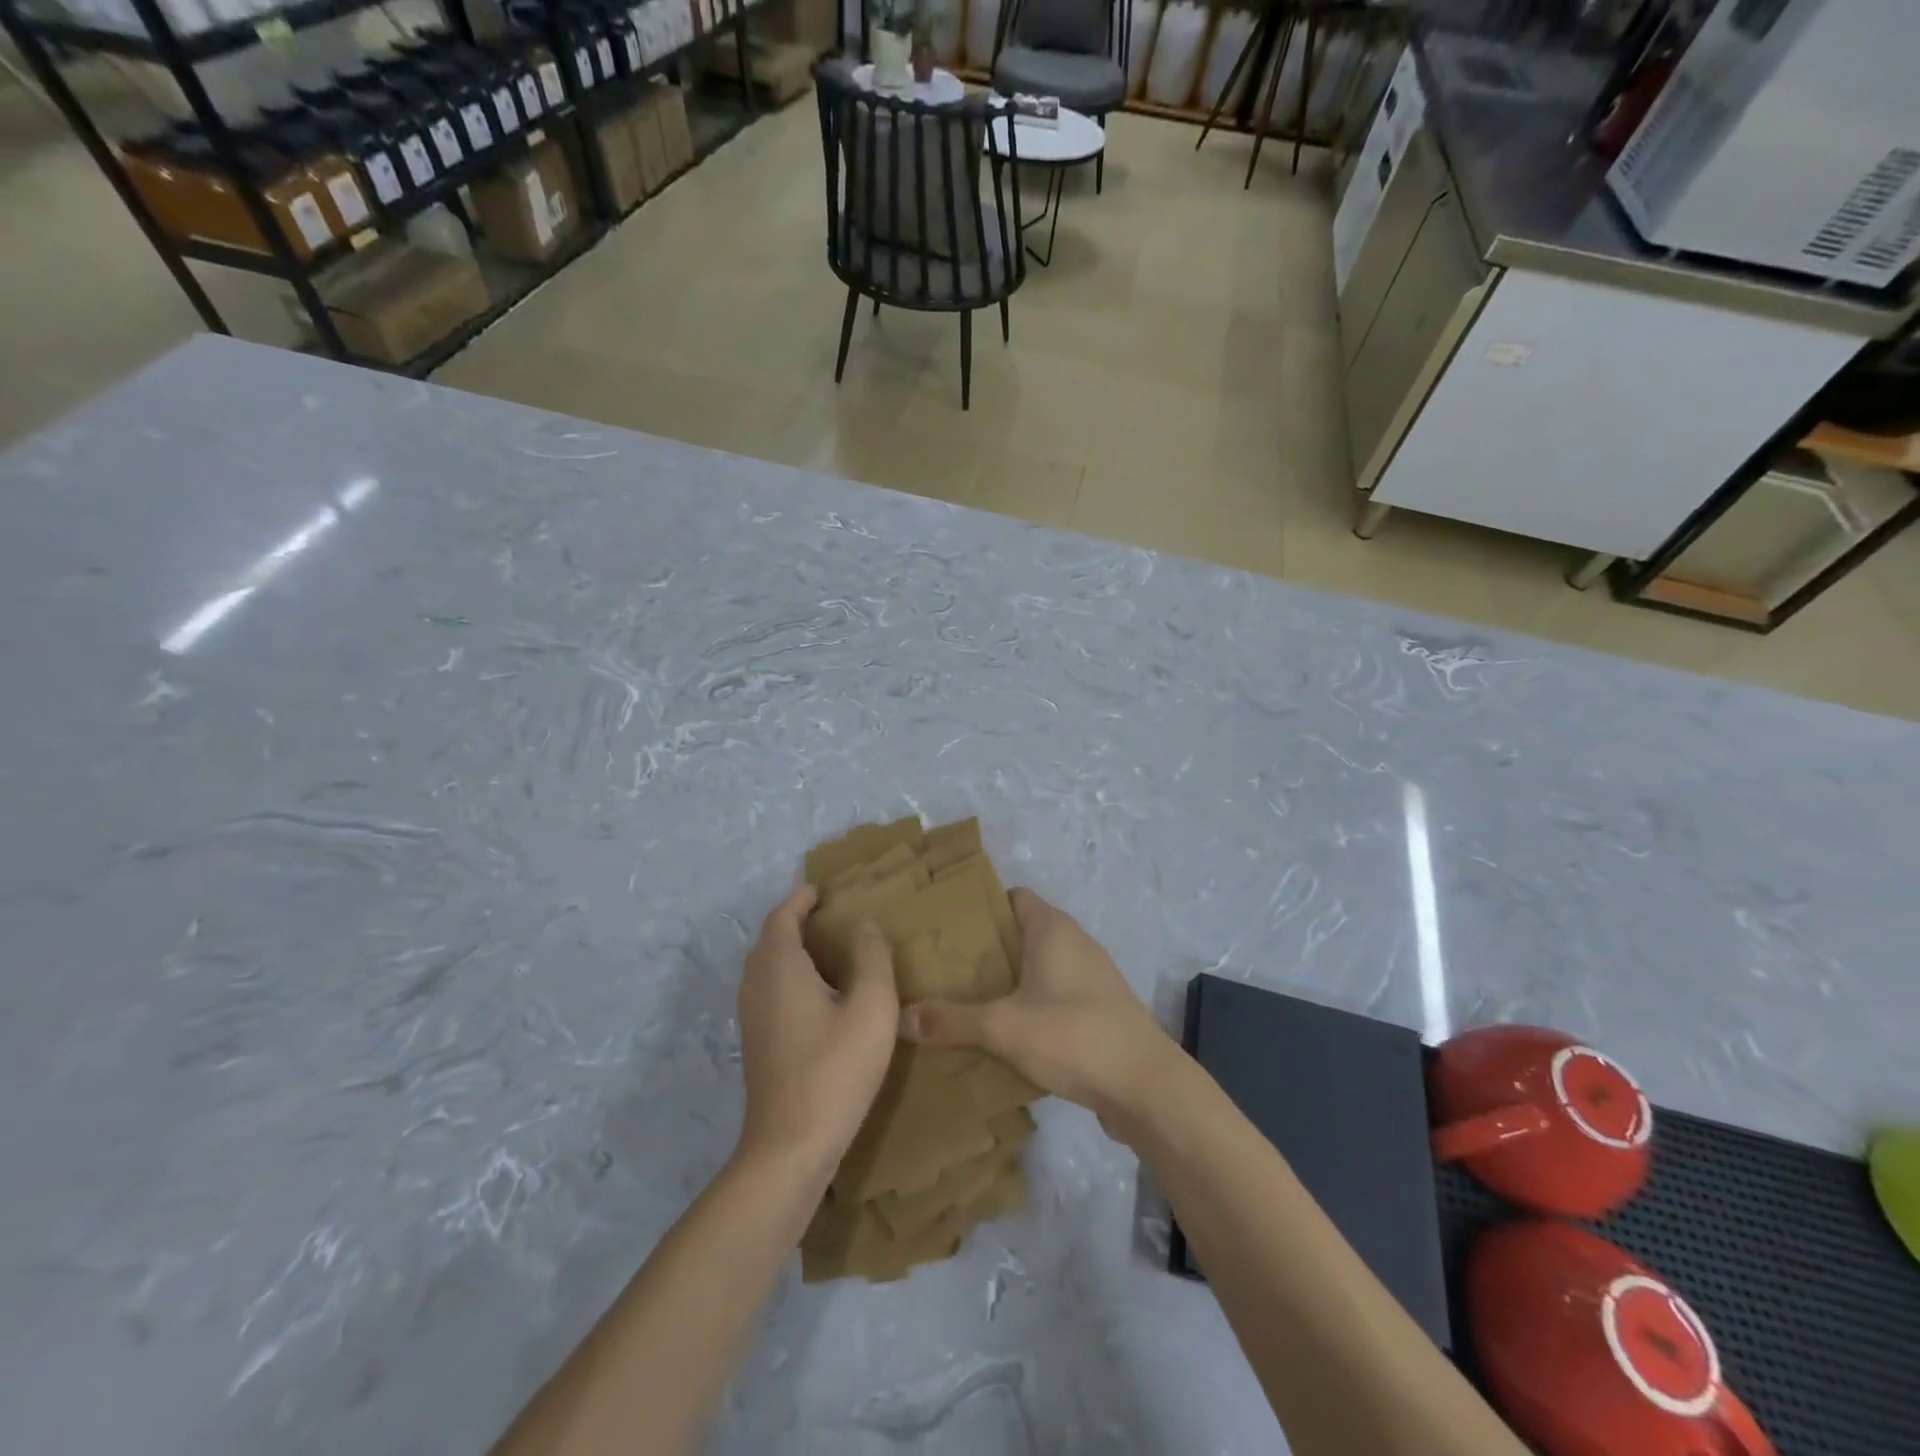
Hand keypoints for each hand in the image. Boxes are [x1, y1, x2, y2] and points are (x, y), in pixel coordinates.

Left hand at [736, 886, 898, 1177]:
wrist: (790, 1146)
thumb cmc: (835, 1069)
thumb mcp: (872, 1007)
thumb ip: (872, 958)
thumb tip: (863, 925)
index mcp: (780, 967)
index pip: (782, 917)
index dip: (801, 899)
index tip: (823, 890)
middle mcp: (756, 986)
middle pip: (769, 940)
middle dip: (795, 922)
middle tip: (830, 917)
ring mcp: (751, 1018)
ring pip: (765, 968)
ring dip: (790, 951)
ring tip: (827, 952)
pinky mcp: (756, 1044)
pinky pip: (767, 991)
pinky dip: (788, 977)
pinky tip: (818, 997)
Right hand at [898, 889, 1177, 1136]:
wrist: (1146, 1087)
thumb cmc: (1073, 1035)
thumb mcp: (1003, 1028)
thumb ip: (951, 1020)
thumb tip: (900, 1017)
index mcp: (1053, 929)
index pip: (1012, 896)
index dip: (980, 906)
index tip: (945, 927)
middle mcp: (1075, 942)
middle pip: (1023, 931)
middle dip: (987, 947)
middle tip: (944, 967)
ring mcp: (1092, 976)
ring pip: (1040, 964)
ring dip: (1010, 978)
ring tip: (967, 998)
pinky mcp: (1101, 1009)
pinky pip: (1056, 993)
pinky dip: (1032, 1002)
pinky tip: (1007, 1030)